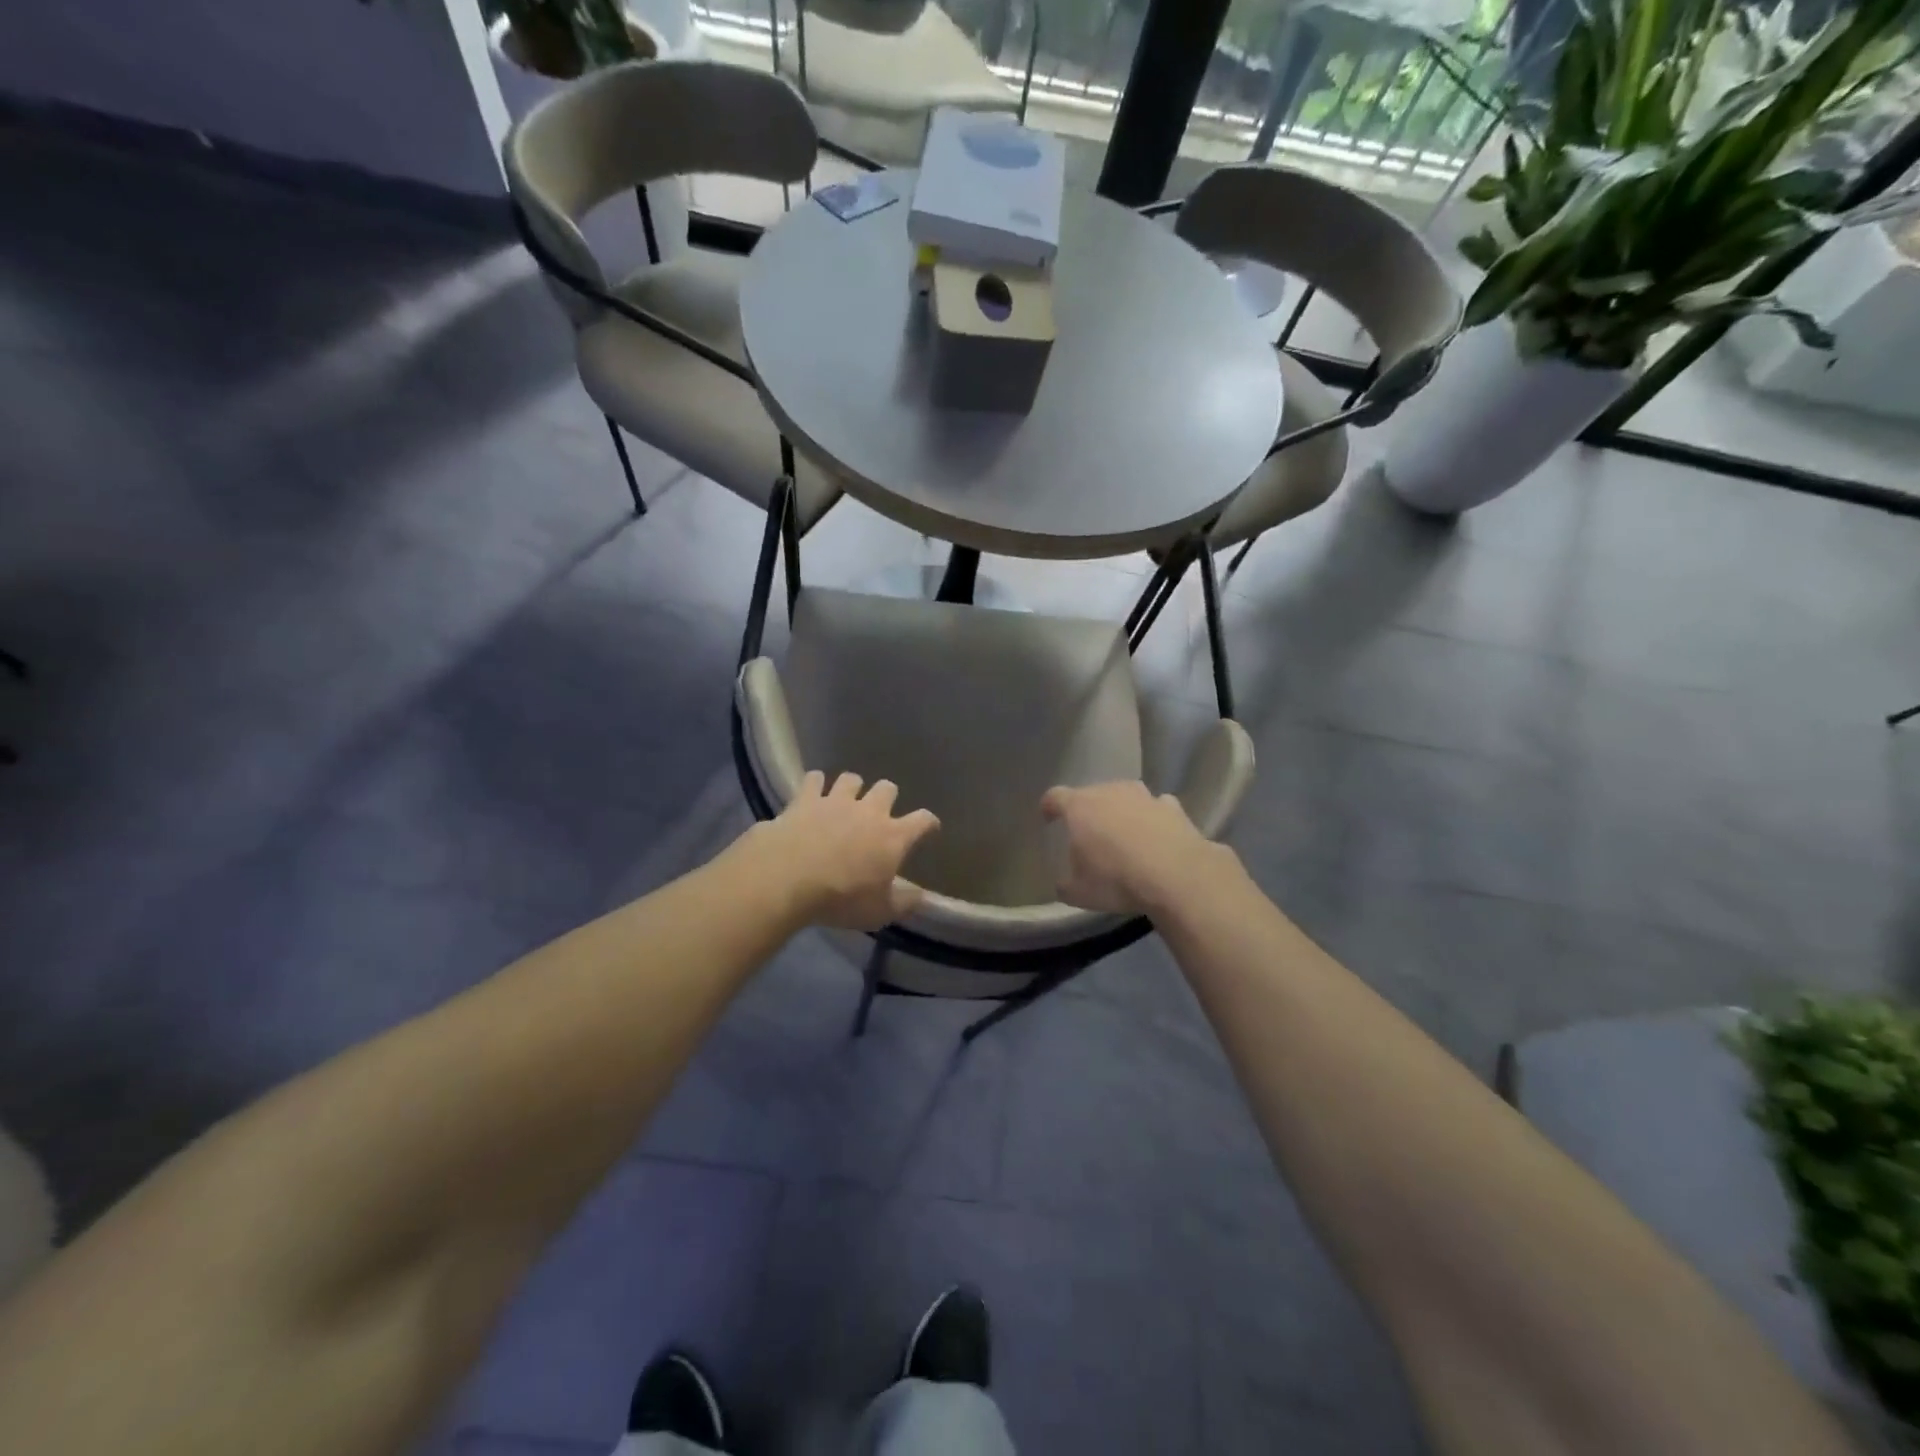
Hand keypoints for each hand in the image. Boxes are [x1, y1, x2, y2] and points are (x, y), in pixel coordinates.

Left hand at [746, 772, 940, 929]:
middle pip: (887, 788)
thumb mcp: (879, 912)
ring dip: (852, 788)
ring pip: (851, 779)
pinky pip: (814, 779)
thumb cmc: (841, 898)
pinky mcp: (805, 799)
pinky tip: (812, 792)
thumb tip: (922, 896)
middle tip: (879, 812)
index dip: (928, 823)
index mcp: (893, 837)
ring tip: (845, 799)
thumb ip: (904, 902)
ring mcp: (836, 801)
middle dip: (887, 796)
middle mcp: (869, 811)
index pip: (922, 820)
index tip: (929, 827)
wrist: (788, 878)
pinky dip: (815, 784)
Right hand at [1040, 780, 1228, 915]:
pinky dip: (1153, 817)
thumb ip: (1066, 884)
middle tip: (1088, 831)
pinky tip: (1156, 832)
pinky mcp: (1173, 807)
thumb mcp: (1079, 893)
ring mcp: (1144, 796)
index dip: (1049, 806)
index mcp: (1079, 807)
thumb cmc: (1116, 879)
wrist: (1176, 875)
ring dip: (1121, 809)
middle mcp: (1110, 792)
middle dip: (1088, 809)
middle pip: (1092, 793)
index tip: (1048, 817)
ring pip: (1126, 795)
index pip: (1055, 797)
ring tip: (1123, 830)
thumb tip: (1064, 883)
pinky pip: (1157, 807)